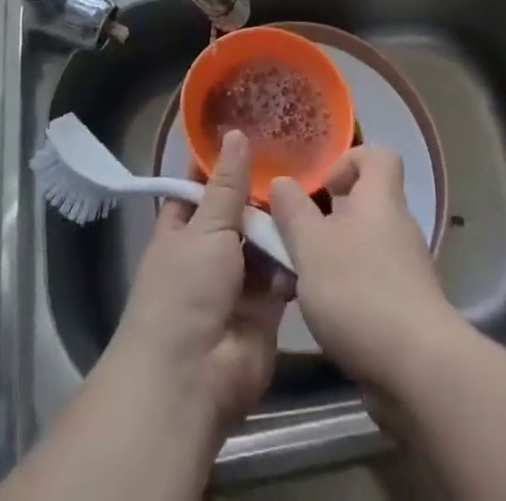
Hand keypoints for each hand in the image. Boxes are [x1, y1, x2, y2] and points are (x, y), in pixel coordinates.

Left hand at [105, 129, 291, 430]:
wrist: (192, 379)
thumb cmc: (185, 291)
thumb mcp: (205, 227)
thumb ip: (226, 184)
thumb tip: (235, 132)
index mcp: (183, 226)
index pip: (203, 182)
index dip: (224, 158)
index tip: (255, 126)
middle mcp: (210, 248)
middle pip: (241, 210)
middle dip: (265, 190)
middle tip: (303, 152)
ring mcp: (238, 280)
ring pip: (265, 240)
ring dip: (284, 222)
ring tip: (319, 185)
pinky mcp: (266, 308)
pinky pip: (284, 272)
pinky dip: (297, 257)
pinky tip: (322, 229)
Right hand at [269, 146, 463, 388]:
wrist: (419, 371)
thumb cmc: (359, 291)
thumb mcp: (310, 245)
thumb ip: (292, 211)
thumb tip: (282, 182)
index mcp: (380, 199)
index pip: (378, 156)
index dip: (349, 160)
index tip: (322, 186)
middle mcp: (398, 227)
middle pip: (364, 206)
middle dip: (325, 222)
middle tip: (295, 243)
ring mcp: (407, 271)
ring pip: (362, 250)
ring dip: (329, 263)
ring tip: (295, 289)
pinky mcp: (407, 311)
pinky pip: (370, 286)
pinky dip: (345, 296)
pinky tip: (321, 321)